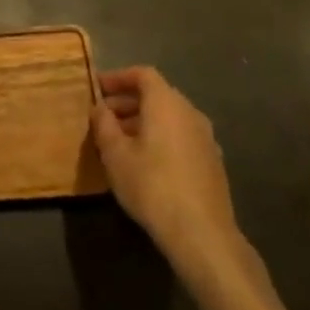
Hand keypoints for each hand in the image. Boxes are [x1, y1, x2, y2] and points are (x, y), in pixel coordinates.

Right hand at [92, 66, 248, 285]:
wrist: (202, 234)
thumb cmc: (151, 185)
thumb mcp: (115, 154)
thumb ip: (104, 124)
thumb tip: (100, 107)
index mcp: (167, 104)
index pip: (143, 75)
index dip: (118, 77)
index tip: (98, 88)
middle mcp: (190, 113)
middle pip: (157, 95)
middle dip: (128, 101)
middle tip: (103, 115)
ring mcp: (206, 138)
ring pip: (170, 117)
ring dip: (143, 120)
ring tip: (119, 139)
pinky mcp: (212, 162)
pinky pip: (181, 136)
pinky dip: (160, 136)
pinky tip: (145, 161)